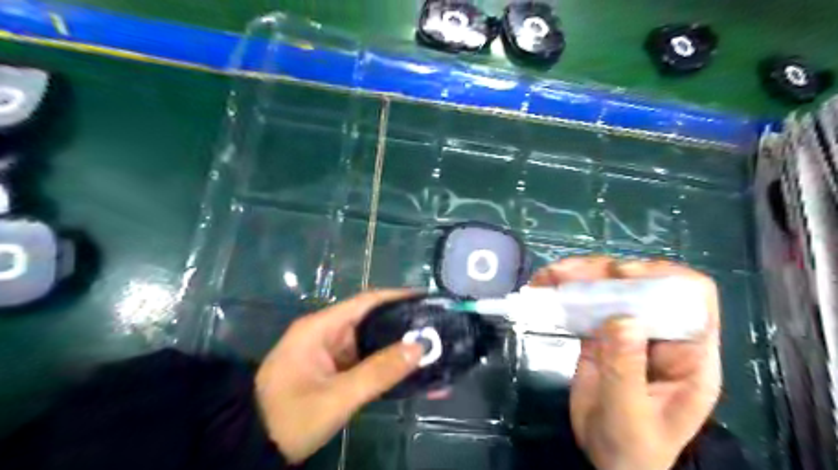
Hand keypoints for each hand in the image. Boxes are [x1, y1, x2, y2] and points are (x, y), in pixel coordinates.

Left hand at [256, 291, 425, 462]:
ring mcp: (332, 353)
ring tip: (434, 352)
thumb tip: (419, 347)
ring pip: (373, 344)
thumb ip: (379, 372)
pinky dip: (388, 369)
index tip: (426, 299)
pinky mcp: (336, 371)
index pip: (365, 302)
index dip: (397, 297)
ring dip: (400, 350)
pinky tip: (413, 376)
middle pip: (373, 322)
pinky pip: (367, 364)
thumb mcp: (336, 397)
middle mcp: (327, 333)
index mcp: (320, 327)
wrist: (253, 447)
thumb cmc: (290, 417)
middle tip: (437, 329)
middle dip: (405, 326)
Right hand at [533, 256, 723, 469]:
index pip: (693, 298)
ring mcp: (629, 331)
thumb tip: (621, 318)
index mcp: (689, 354)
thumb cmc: (632, 449)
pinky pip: (586, 305)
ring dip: (579, 276)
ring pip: (610, 288)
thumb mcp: (629, 414)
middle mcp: (661, 334)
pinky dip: (564, 293)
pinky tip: (544, 288)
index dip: (663, 277)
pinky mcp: (601, 334)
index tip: (621, 275)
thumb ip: (625, 369)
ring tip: (548, 276)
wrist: (609, 463)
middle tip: (567, 273)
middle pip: (642, 284)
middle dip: (605, 271)